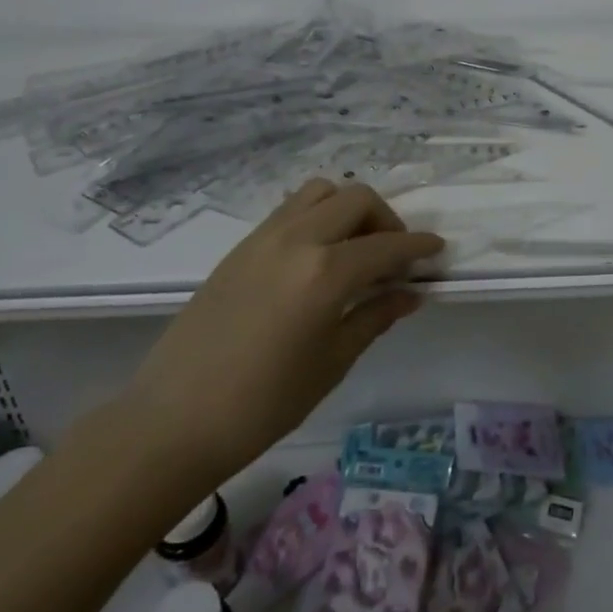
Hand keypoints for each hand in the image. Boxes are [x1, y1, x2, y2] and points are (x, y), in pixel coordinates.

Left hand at [123, 179, 443, 481]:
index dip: (418, 247)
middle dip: (386, 220)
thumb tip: (411, 294)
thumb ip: (374, 317)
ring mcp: (264, 236)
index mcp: (325, 272)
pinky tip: (318, 255)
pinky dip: (317, 215)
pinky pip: (290, 209)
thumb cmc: (263, 404)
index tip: (438, 250)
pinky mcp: (241, 245)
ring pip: (320, 192)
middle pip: (356, 199)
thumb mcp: (332, 362)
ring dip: (348, 208)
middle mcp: (298, 239)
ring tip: (355, 247)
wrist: (174, 419)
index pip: (387, 247)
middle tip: (394, 256)